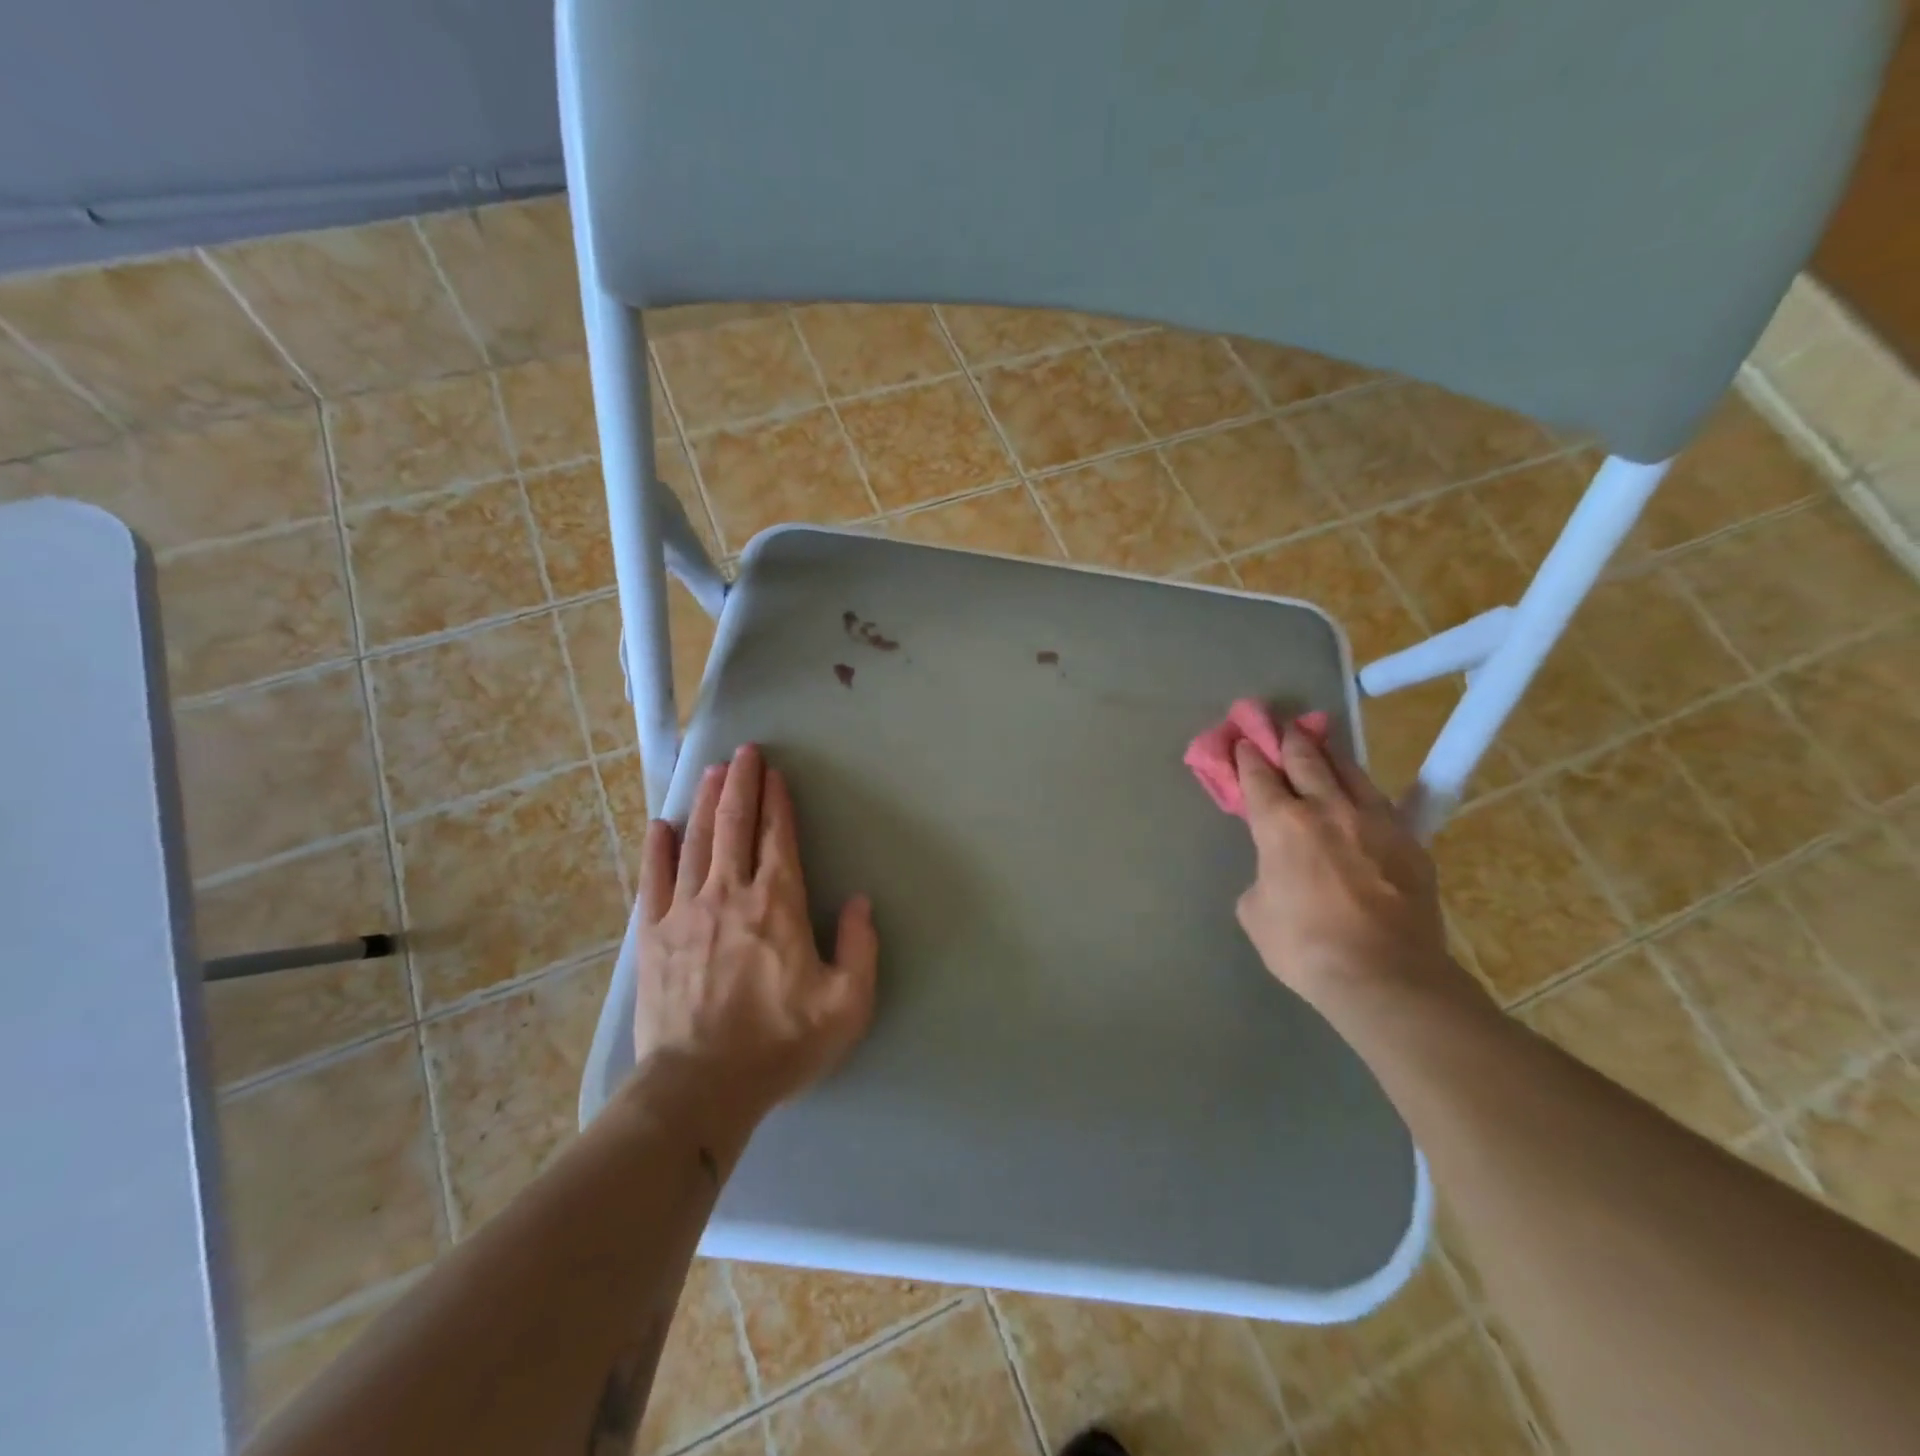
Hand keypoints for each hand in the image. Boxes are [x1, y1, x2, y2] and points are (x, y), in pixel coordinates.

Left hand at [632, 745, 878, 1129]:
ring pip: (698, 841)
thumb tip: (861, 902)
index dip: (778, 801)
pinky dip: (659, 849)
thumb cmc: (779, 1044)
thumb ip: (861, 947)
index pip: (778, 837)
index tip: (775, 773)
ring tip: (713, 771)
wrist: (700, 1087)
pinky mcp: (652, 935)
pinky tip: (662, 826)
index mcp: (777, 904)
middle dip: (742, 783)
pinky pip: (654, 879)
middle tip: (744, 752)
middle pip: (735, 824)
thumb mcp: (846, 1005)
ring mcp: (685, 911)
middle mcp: (730, 893)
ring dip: (708, 802)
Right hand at [1233, 723, 1481, 1019]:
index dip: (1248, 756)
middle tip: (1282, 725)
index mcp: (1281, 824)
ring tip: (1321, 743)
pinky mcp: (1408, 840)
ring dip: (1329, 754)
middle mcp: (1326, 808)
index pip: (1259, 775)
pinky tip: (1360, 791)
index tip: (1242, 741)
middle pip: (1306, 759)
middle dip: (1289, 739)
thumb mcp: (1255, 912)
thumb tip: (1276, 871)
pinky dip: (1361, 789)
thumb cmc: (1304, 945)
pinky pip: (1380, 801)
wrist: (1385, 975)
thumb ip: (1263, 877)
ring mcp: (1373, 821)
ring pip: (1349, 770)